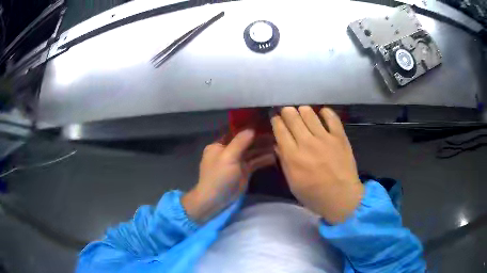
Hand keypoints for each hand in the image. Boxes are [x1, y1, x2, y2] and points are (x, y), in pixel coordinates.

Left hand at [183, 129, 274, 222]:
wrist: (216, 200)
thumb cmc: (218, 176)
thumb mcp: (228, 156)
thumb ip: (240, 142)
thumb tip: (252, 129)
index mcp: (219, 145)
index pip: (235, 132)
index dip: (248, 128)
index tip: (263, 122)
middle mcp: (228, 151)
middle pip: (246, 142)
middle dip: (259, 138)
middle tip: (275, 133)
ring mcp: (237, 162)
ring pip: (252, 152)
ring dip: (264, 148)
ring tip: (278, 143)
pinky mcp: (244, 171)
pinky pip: (255, 162)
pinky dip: (264, 159)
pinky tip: (275, 156)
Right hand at [271, 106, 363, 223]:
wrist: (342, 197)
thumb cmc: (314, 195)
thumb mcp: (292, 183)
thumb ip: (284, 162)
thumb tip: (278, 144)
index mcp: (293, 156)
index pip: (280, 129)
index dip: (276, 120)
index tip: (276, 118)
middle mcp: (307, 143)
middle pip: (292, 116)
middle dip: (287, 111)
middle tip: (287, 113)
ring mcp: (325, 138)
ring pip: (309, 113)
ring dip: (303, 110)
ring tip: (302, 112)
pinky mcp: (339, 137)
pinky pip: (331, 117)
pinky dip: (325, 112)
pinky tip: (322, 113)